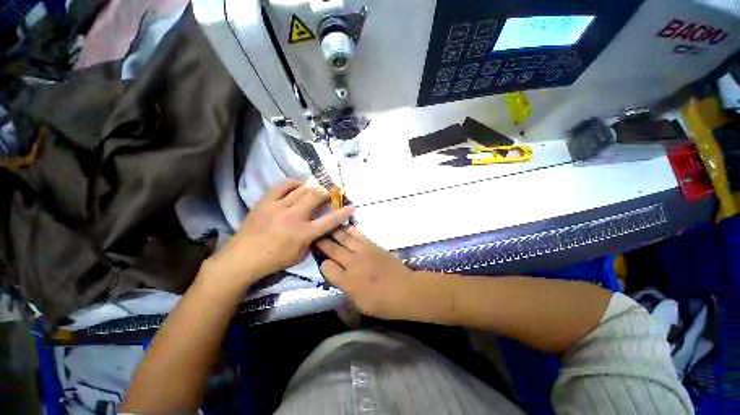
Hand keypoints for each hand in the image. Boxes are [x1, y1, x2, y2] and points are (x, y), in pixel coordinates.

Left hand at [204, 180, 353, 288]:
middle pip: (316, 198)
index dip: (342, 213)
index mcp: (303, 233)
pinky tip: (298, 184)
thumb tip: (318, 226)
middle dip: (327, 193)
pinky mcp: (265, 202)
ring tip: (316, 187)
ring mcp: (278, 207)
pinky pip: (281, 186)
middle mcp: (294, 217)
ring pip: (301, 190)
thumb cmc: (274, 260)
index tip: (351, 207)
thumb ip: (312, 239)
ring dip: (313, 187)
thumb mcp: (300, 254)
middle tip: (330, 193)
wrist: (242, 258)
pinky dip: (292, 183)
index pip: (329, 221)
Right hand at [316, 226, 416, 318]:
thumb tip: (337, 276)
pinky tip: (345, 227)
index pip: (326, 267)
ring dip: (334, 232)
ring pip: (344, 238)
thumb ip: (345, 288)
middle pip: (333, 249)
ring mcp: (363, 251)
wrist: (405, 290)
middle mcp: (352, 263)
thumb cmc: (382, 303)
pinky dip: (350, 230)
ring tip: (327, 227)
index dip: (323, 264)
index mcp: (347, 281)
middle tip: (315, 236)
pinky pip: (358, 235)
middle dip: (322, 242)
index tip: (323, 263)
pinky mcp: (372, 245)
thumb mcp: (359, 303)